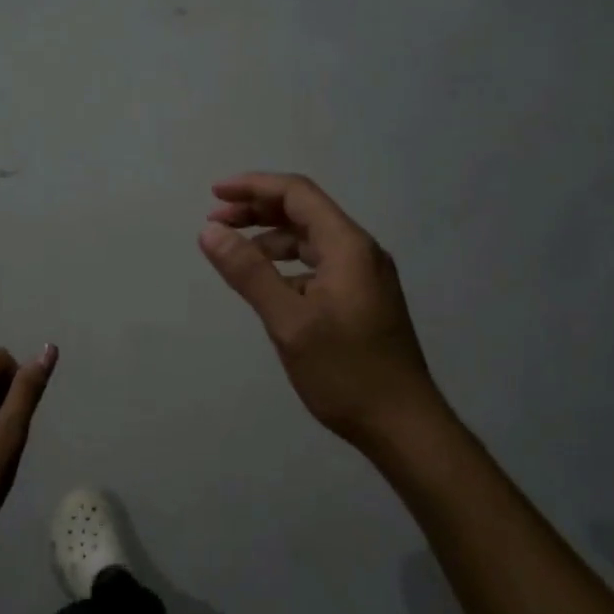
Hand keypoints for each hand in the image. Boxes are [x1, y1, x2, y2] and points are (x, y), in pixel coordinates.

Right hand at [199, 173, 442, 453]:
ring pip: (311, 240)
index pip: (297, 194)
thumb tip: (210, 231)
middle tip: (216, 222)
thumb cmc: (345, 372)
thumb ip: (249, 272)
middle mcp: (360, 252)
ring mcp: (364, 277)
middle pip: (304, 212)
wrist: (403, 426)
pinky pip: (319, 265)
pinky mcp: (362, 299)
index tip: (215, 194)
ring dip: (271, 238)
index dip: (253, 187)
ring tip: (234, 253)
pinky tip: (268, 285)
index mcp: (348, 246)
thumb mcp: (288, 321)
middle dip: (258, 210)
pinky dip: (288, 265)